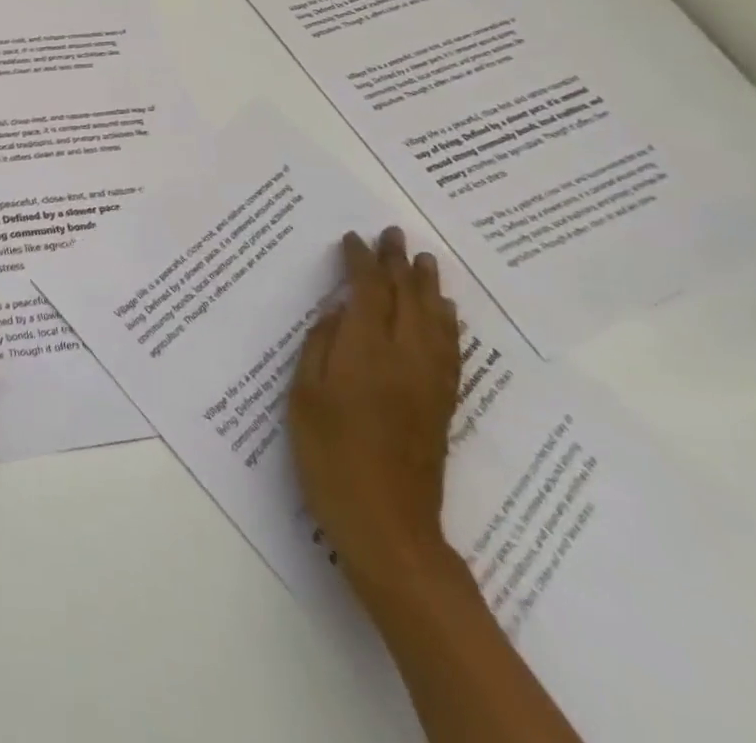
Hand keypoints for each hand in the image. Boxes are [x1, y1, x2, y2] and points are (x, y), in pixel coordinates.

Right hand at [289, 226, 460, 590]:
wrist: (387, 524)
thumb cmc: (329, 455)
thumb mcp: (305, 396)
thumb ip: (320, 347)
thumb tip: (337, 311)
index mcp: (365, 352)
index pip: (368, 292)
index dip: (361, 261)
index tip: (352, 238)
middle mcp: (404, 358)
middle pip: (407, 299)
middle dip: (398, 263)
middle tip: (393, 233)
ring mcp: (429, 382)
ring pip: (435, 321)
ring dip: (429, 286)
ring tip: (425, 260)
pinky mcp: (442, 404)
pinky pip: (451, 350)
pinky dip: (448, 323)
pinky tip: (445, 313)